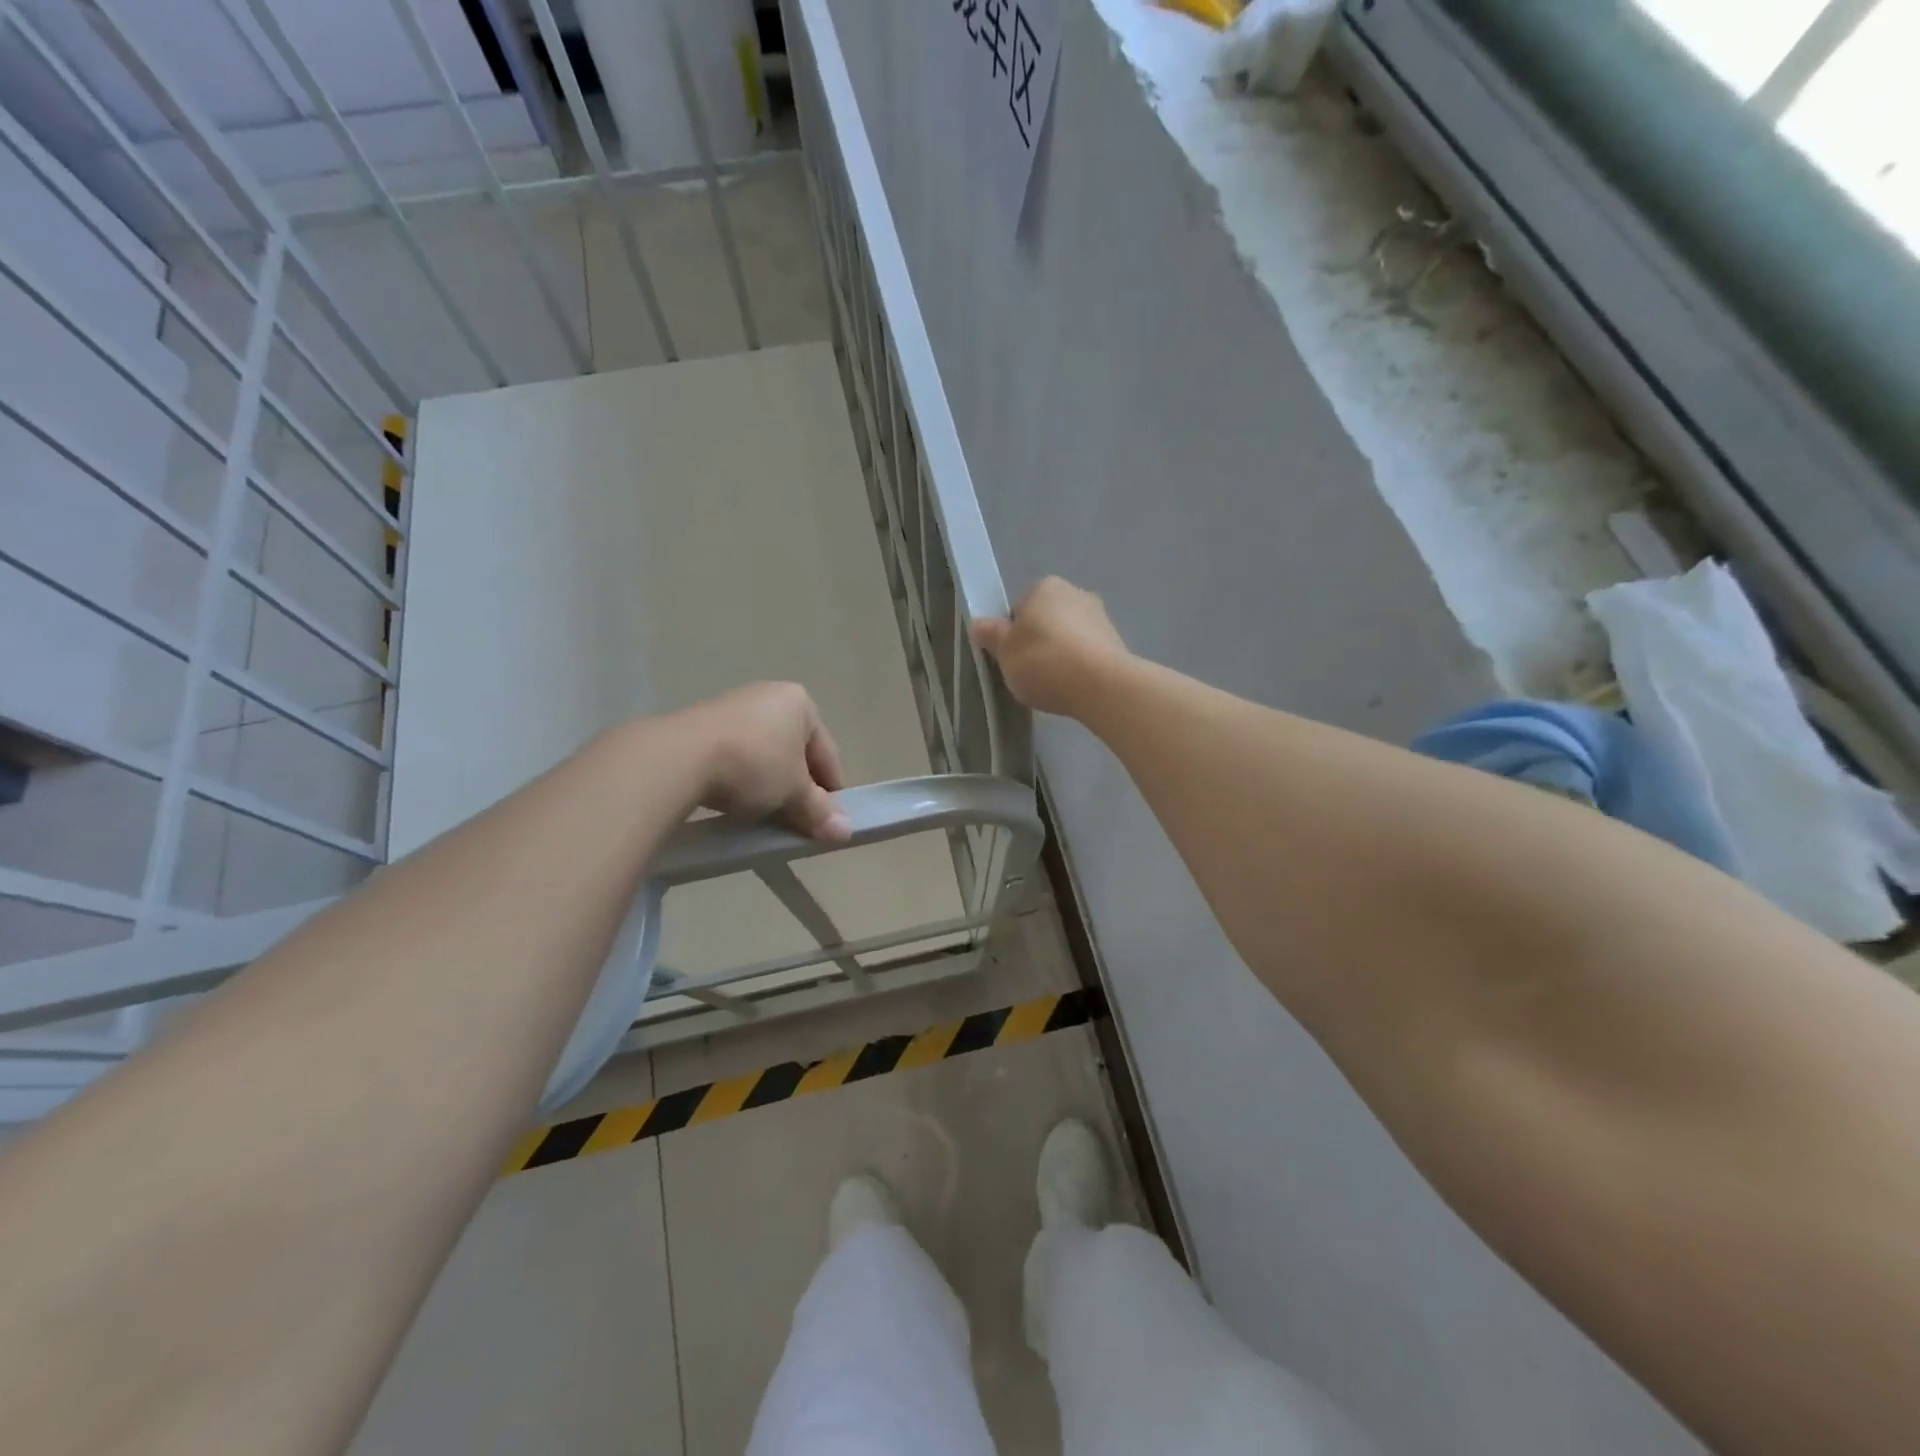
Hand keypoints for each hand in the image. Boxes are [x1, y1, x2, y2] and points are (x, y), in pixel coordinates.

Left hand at [677, 683, 850, 841]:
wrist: (680, 758)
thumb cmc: (754, 765)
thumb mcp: (794, 792)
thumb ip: (820, 810)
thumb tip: (845, 831)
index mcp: (800, 703)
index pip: (827, 752)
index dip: (831, 789)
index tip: (828, 820)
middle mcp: (768, 696)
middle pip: (795, 752)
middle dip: (798, 787)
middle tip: (798, 821)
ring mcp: (732, 707)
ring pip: (764, 755)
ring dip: (769, 785)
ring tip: (765, 816)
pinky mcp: (701, 725)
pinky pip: (735, 756)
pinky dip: (741, 780)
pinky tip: (736, 802)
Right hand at [970, 577, 1129, 718]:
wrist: (1100, 686)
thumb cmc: (1043, 661)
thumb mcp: (1004, 651)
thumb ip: (990, 635)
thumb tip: (979, 623)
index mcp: (1046, 587)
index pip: (1019, 608)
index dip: (1011, 634)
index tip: (1009, 657)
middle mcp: (1077, 593)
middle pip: (1046, 622)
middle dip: (1037, 644)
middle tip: (1027, 673)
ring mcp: (1101, 618)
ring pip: (1068, 638)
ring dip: (1060, 657)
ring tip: (1051, 686)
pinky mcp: (1117, 645)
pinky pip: (1087, 656)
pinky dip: (1078, 669)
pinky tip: (1072, 689)